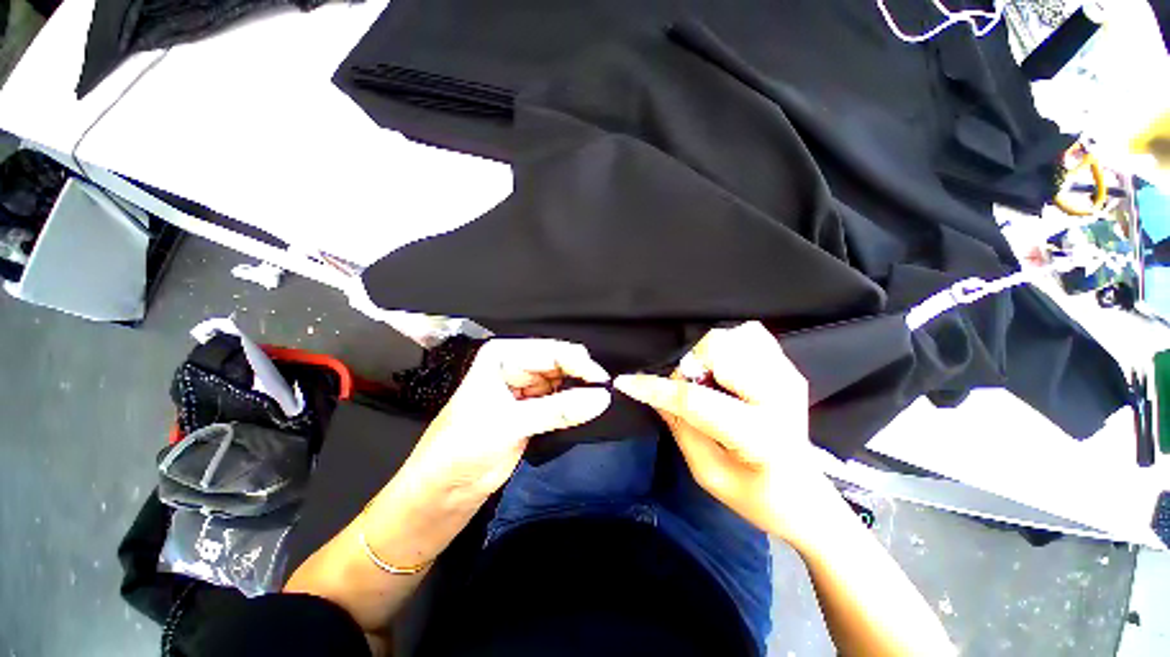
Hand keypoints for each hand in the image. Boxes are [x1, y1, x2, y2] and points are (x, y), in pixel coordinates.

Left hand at [394, 338, 611, 509]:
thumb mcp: (511, 424)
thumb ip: (559, 410)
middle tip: (604, 394)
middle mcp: (515, 367)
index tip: (603, 382)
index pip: (551, 351)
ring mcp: (524, 389)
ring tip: (599, 403)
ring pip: (562, 383)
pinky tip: (585, 411)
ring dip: (579, 392)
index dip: (578, 363)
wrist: (442, 492)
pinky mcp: (531, 411)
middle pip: (559, 364)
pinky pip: (559, 402)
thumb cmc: (463, 448)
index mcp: (503, 356)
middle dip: (580, 377)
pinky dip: (573, 407)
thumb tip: (602, 398)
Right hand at [615, 321, 838, 548]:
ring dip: (706, 354)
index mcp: (760, 435)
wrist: (806, 497)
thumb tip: (650, 393)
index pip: (696, 400)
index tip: (627, 381)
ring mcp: (788, 376)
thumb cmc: (756, 496)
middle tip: (684, 386)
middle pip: (718, 350)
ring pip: (731, 336)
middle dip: (689, 365)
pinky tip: (724, 367)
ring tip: (706, 380)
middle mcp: (779, 396)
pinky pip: (750, 334)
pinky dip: (728, 344)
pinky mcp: (789, 368)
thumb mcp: (707, 473)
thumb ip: (679, 427)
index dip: (656, 388)